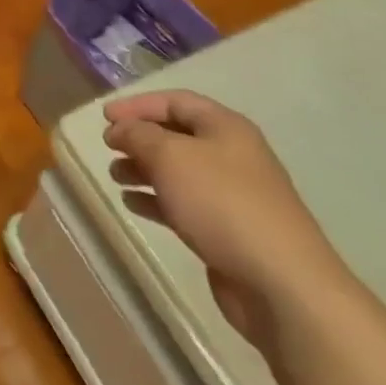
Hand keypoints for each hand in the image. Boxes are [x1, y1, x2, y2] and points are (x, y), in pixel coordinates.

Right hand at [104, 91, 351, 349]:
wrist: (281, 284)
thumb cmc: (223, 204)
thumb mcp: (171, 157)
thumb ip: (138, 135)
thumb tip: (119, 129)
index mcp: (226, 128)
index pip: (176, 101)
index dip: (138, 104)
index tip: (104, 117)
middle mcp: (232, 155)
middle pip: (177, 135)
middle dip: (140, 138)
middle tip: (108, 147)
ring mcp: (231, 195)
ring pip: (178, 171)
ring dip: (143, 169)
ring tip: (115, 176)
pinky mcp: (226, 230)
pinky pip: (183, 204)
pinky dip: (155, 200)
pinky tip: (132, 204)